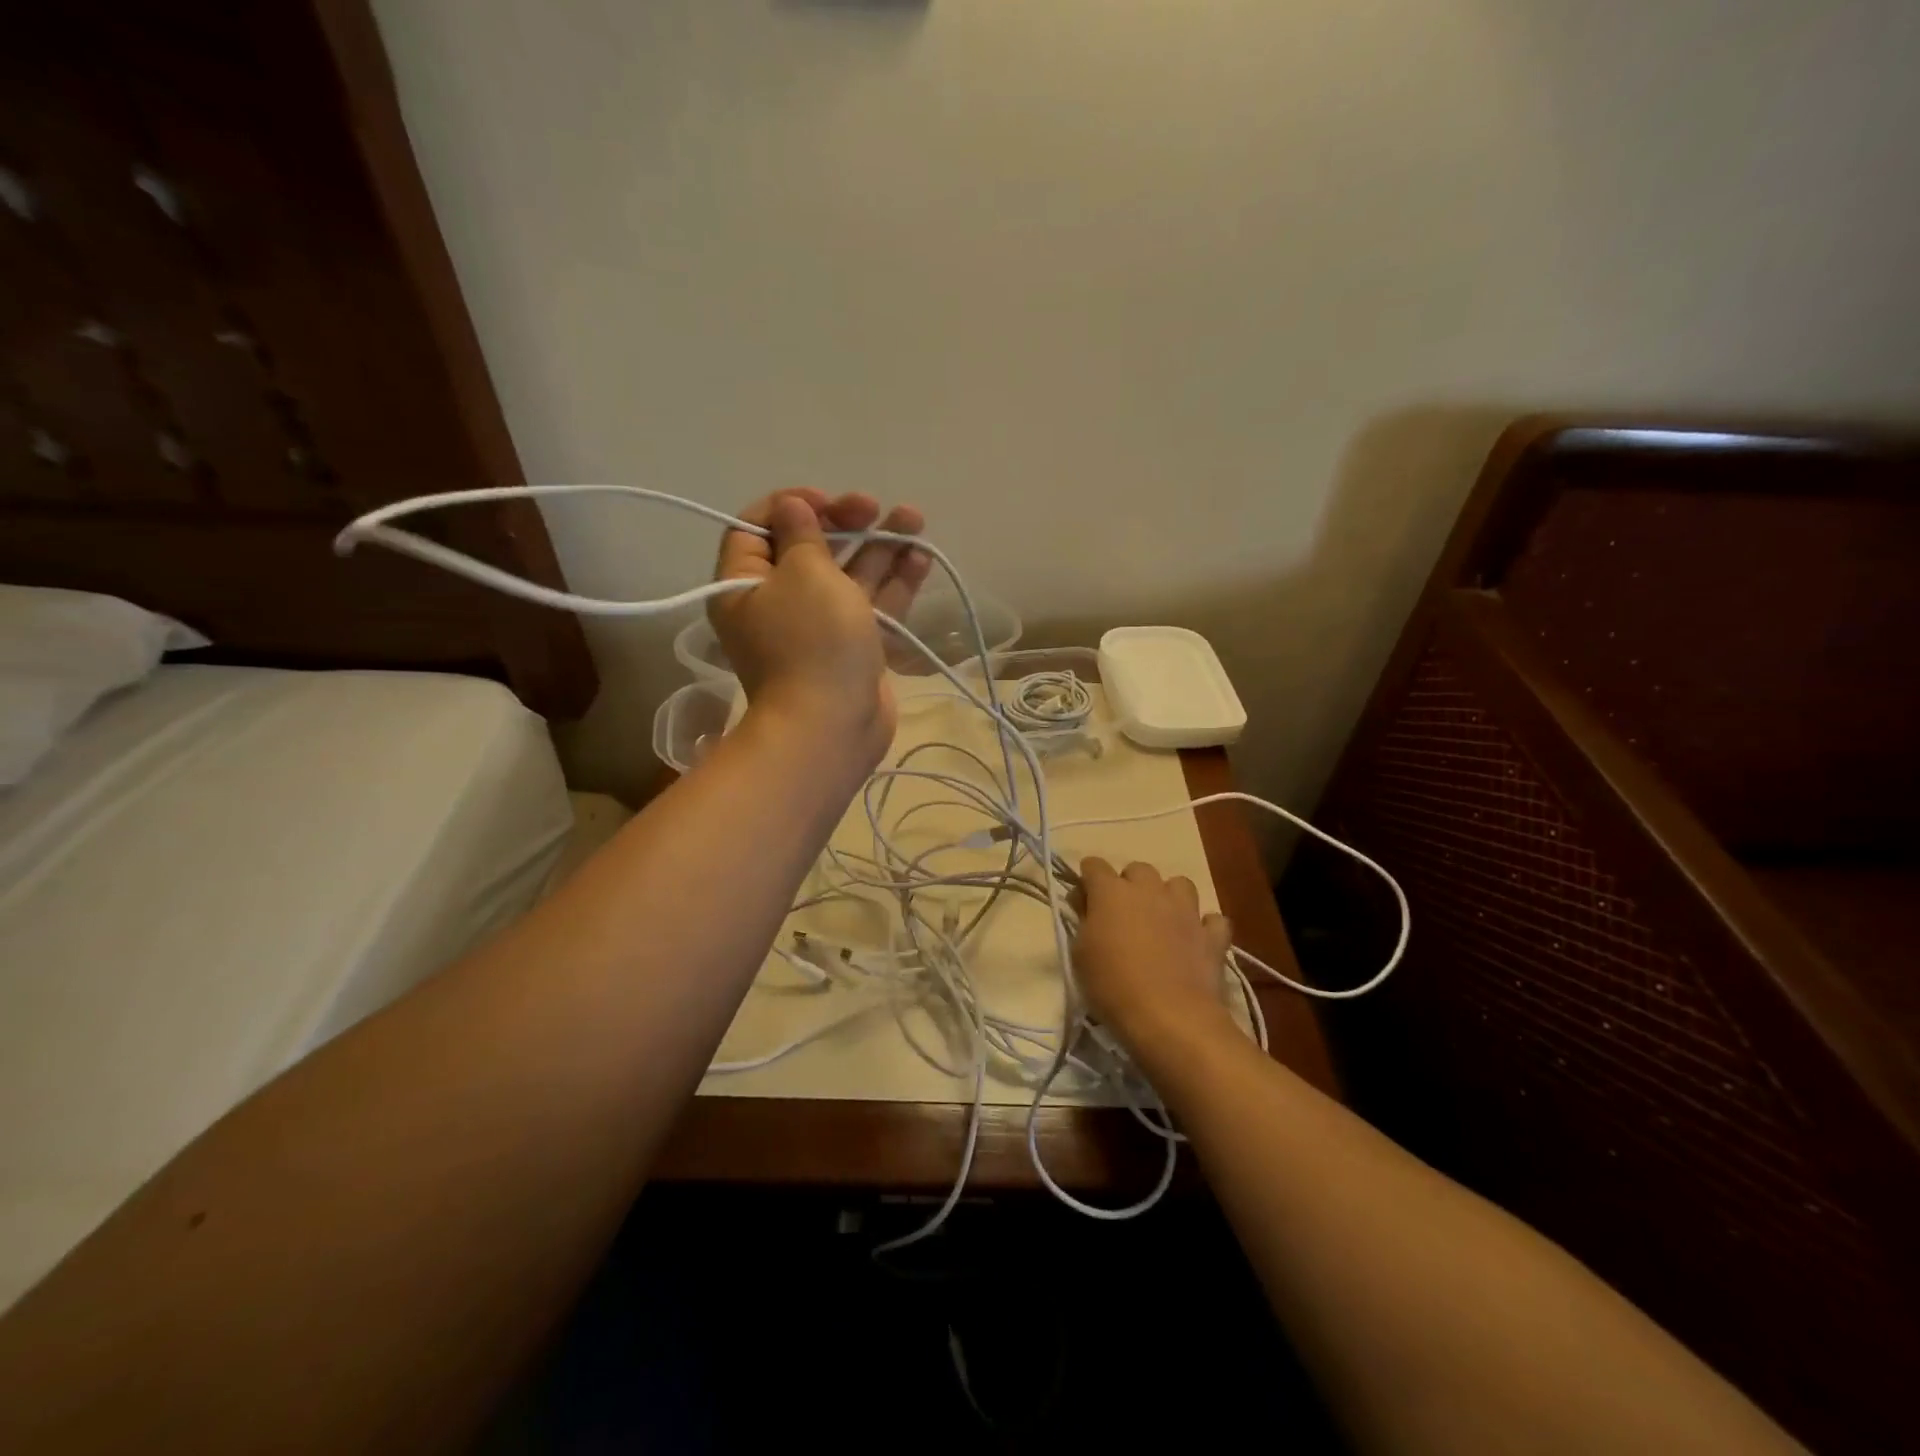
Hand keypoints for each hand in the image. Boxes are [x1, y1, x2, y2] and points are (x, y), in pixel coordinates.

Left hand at [709, 489, 929, 767]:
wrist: (832, 727)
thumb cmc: (812, 642)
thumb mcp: (804, 574)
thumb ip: (802, 534)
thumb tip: (792, 507)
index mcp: (745, 584)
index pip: (756, 528)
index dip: (791, 505)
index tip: (826, 501)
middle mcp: (778, 602)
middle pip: (809, 548)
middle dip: (845, 522)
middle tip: (873, 508)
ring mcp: (819, 627)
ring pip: (849, 575)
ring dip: (879, 545)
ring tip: (914, 518)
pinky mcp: (853, 647)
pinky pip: (870, 605)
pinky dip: (893, 582)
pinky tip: (920, 557)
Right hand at [1073, 858, 1235, 1055]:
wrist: (1170, 1018)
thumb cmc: (1113, 986)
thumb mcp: (1079, 955)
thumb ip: (1084, 921)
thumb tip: (1088, 906)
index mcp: (1111, 892)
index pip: (1093, 865)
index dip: (1087, 881)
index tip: (1083, 904)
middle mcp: (1150, 889)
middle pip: (1137, 870)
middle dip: (1128, 886)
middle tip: (1122, 917)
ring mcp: (1185, 909)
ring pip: (1179, 884)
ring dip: (1168, 898)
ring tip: (1161, 922)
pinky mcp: (1213, 934)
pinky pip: (1212, 919)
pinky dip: (1204, 927)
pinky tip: (1195, 942)